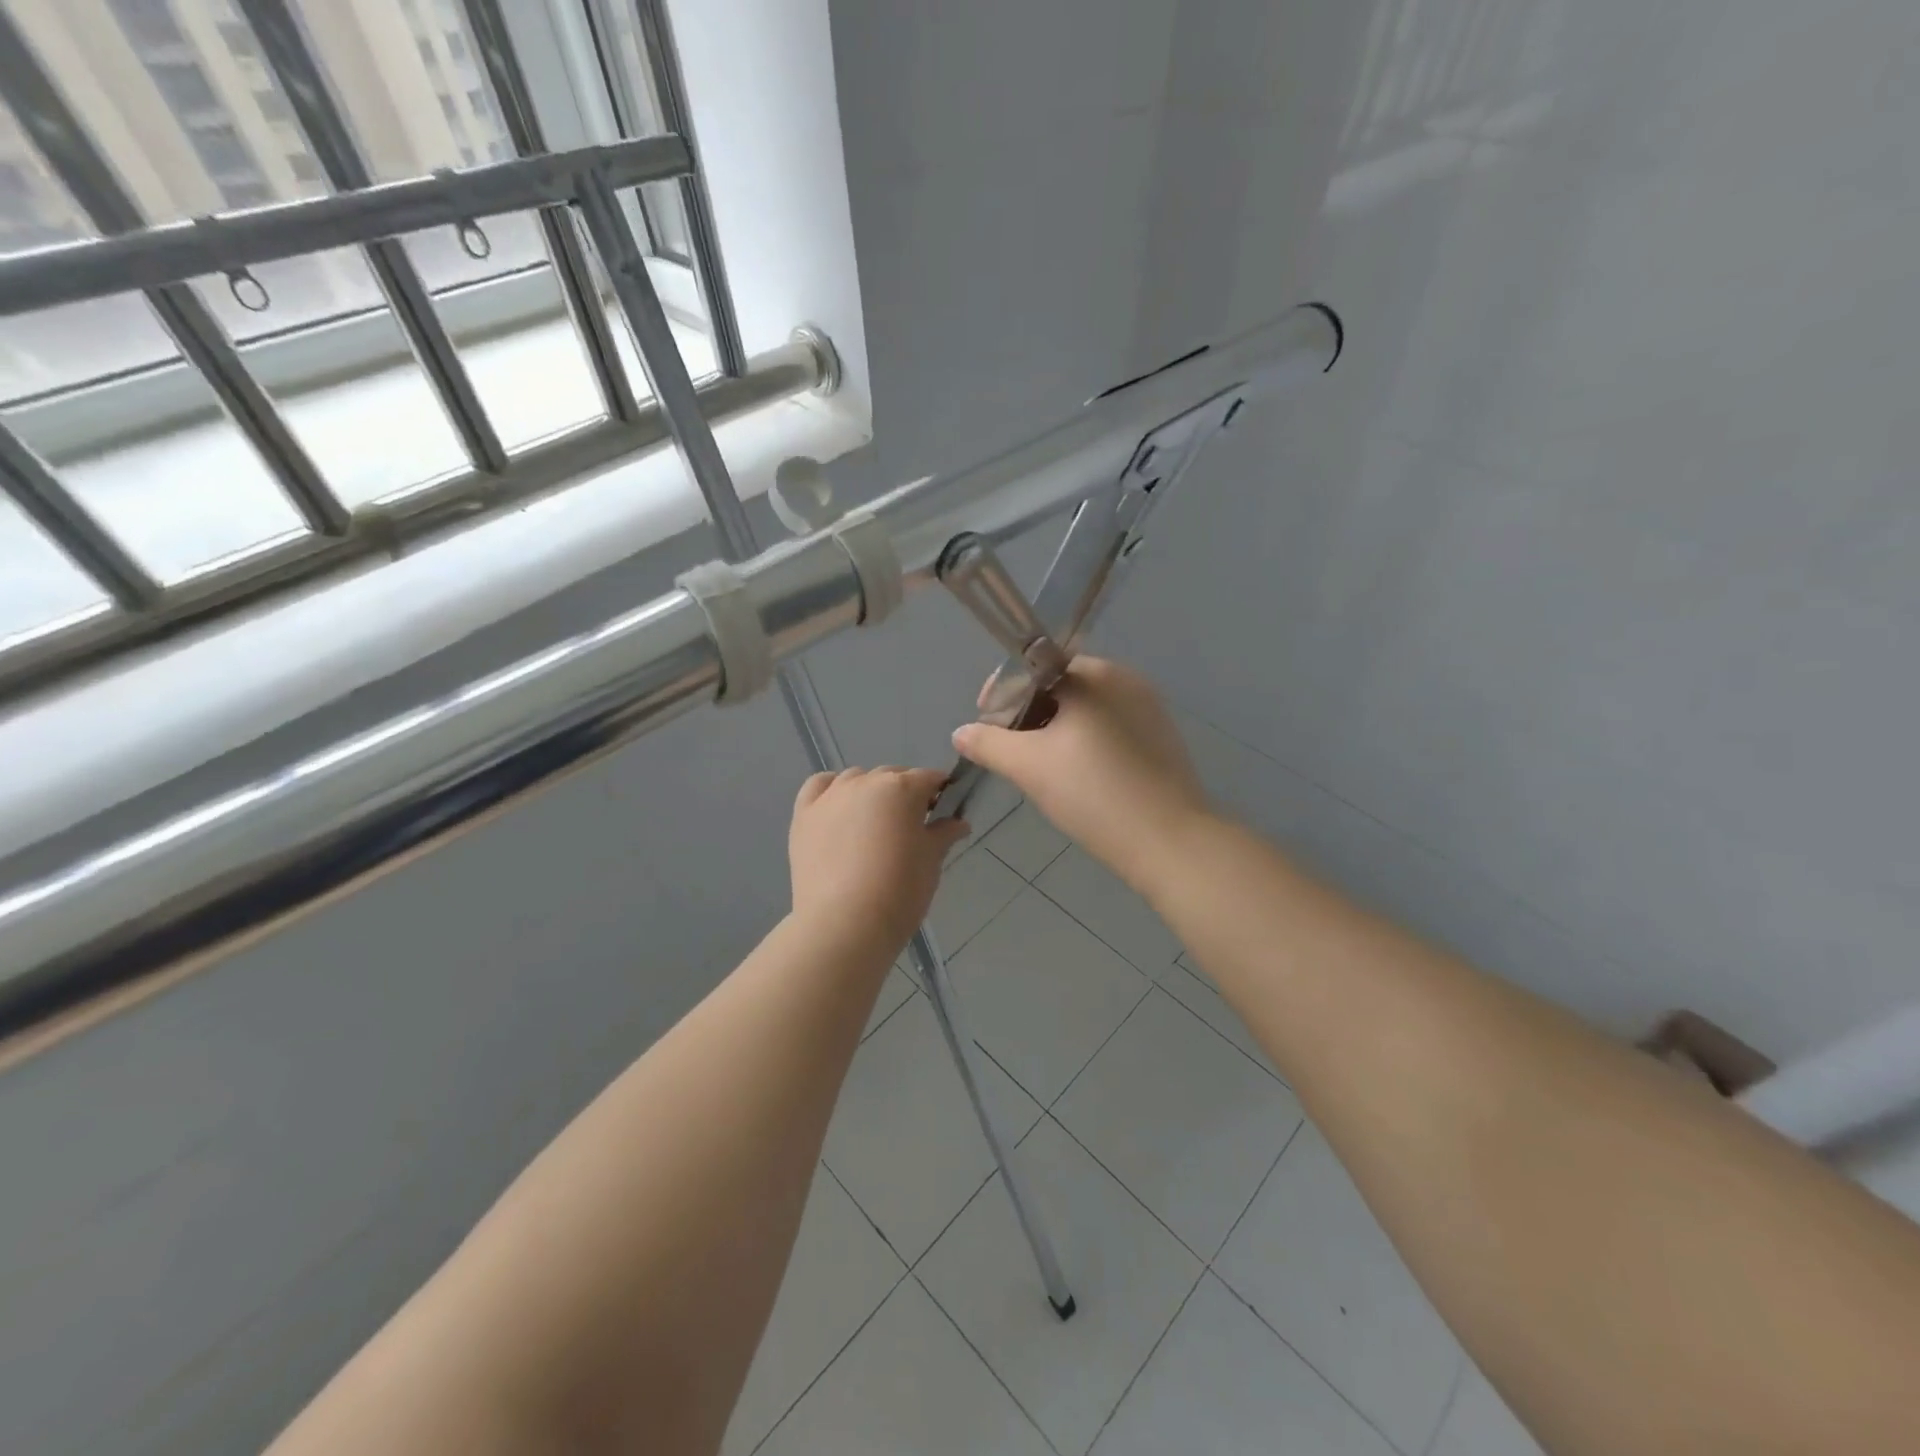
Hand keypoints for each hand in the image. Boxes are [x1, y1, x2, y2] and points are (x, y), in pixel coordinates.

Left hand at [789, 767, 970, 951]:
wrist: (845, 924)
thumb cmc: (899, 890)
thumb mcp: (931, 861)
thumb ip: (944, 834)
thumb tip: (958, 823)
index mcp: (902, 788)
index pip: (928, 778)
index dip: (940, 793)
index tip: (944, 813)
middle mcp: (865, 782)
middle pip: (892, 777)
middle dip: (905, 794)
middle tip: (911, 828)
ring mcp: (831, 796)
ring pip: (856, 779)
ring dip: (870, 792)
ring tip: (873, 825)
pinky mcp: (804, 815)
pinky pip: (819, 787)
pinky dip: (831, 790)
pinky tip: (839, 810)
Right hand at [951, 658, 1209, 891]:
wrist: (1169, 842)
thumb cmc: (1093, 792)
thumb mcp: (1028, 766)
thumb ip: (988, 743)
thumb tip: (962, 732)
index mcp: (1094, 674)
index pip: (1035, 667)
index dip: (1004, 694)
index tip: (987, 724)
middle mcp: (1126, 679)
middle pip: (1061, 687)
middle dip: (1029, 715)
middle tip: (1010, 751)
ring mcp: (1149, 709)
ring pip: (1086, 710)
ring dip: (1056, 731)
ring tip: (1038, 768)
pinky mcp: (1162, 739)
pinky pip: (1110, 729)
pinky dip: (1085, 744)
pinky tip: (1077, 778)